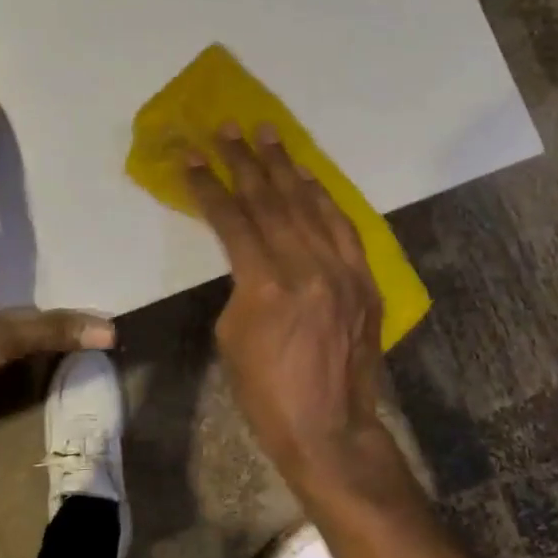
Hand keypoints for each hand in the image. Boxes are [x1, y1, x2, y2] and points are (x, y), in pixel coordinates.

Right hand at [183, 123, 385, 482]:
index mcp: (266, 285)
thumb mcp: (232, 336)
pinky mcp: (365, 281)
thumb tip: (250, 255)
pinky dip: (324, 199)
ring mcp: (343, 272)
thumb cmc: (267, 394)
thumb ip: (241, 284)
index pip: (233, 220)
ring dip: (286, 167)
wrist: (331, 430)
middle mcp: (308, 268)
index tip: (192, 156)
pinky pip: (344, 228)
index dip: (210, 185)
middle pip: (271, 202)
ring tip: (269, 134)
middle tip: (228, 128)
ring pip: (310, 206)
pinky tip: (310, 178)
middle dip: (246, 161)